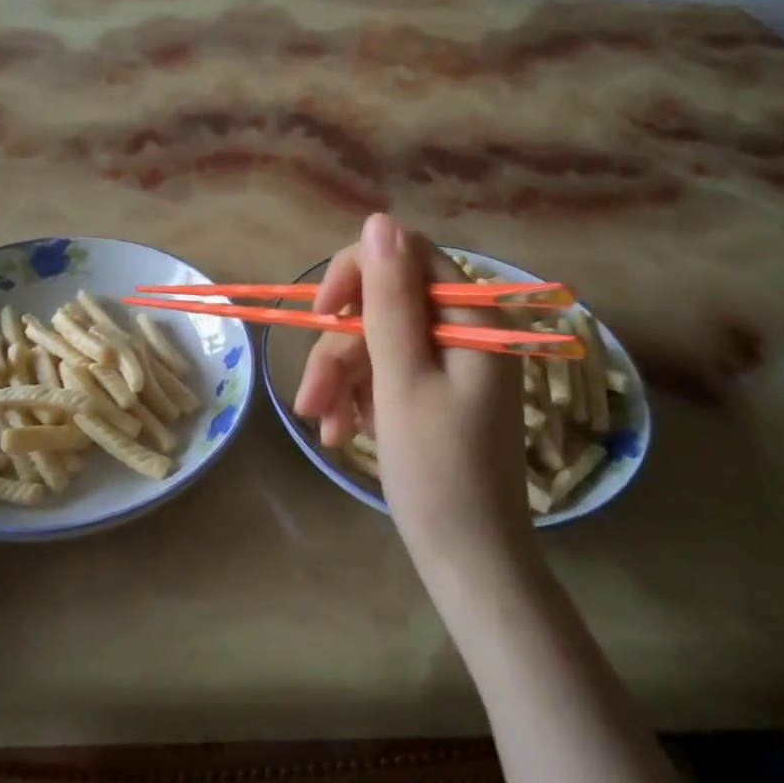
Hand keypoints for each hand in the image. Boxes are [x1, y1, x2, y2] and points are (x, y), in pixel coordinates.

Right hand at [293, 215, 529, 566]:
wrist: (471, 562)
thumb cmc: (438, 472)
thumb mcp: (402, 379)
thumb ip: (389, 298)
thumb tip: (380, 220)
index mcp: (472, 316)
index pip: (407, 254)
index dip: (358, 274)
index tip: (324, 315)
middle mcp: (467, 329)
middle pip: (386, 303)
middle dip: (341, 347)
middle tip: (311, 398)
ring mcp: (454, 362)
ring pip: (379, 341)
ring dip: (342, 378)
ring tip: (320, 427)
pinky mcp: (440, 391)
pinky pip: (390, 372)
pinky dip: (360, 396)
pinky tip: (339, 432)